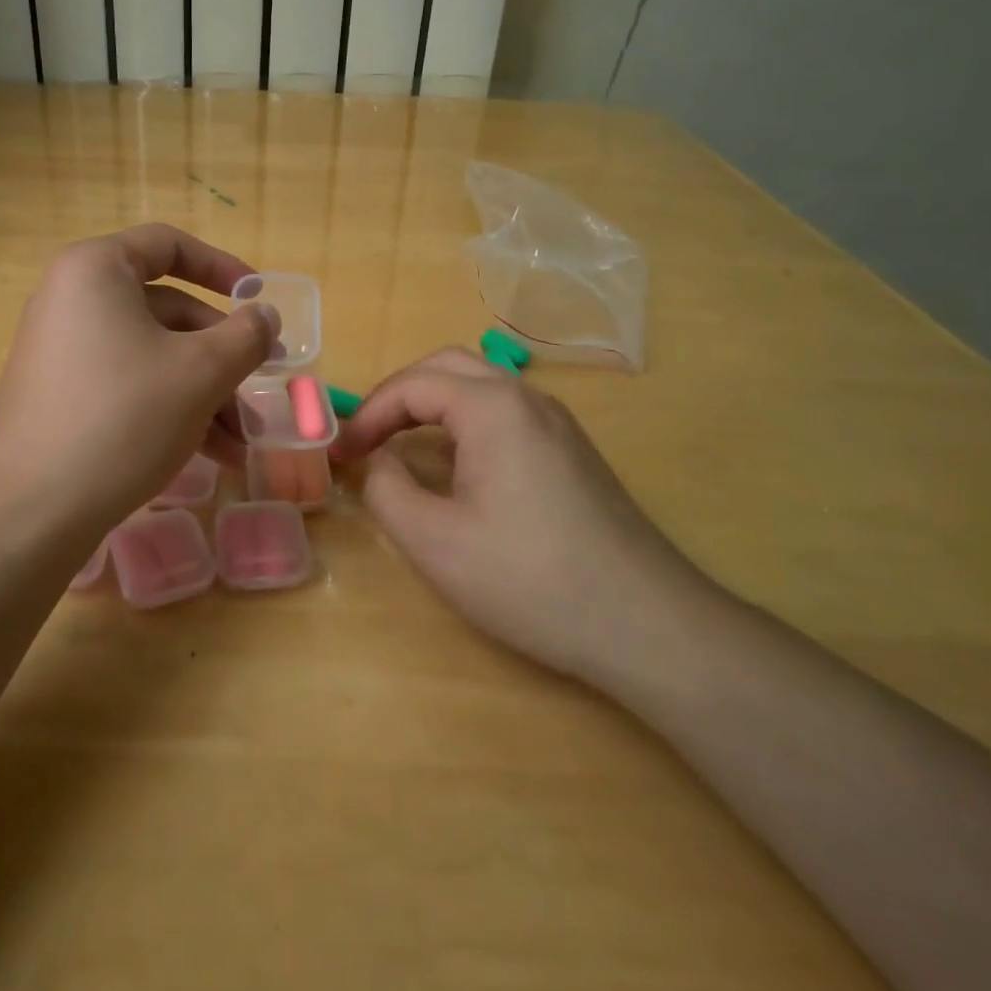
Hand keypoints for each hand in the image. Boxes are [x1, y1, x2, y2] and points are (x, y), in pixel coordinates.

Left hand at [0, 224, 275, 536]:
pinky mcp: (60, 394)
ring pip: (152, 354)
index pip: (169, 245)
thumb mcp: (201, 372)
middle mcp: (73, 299)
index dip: (222, 267)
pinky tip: (211, 454)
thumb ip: (245, 336)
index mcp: (97, 270)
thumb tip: (265, 316)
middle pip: (167, 310)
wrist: (30, 511)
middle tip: (259, 391)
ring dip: (204, 392)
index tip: (259, 300)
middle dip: (221, 356)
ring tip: (240, 442)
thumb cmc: (124, 417)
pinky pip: (127, 383)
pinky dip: (170, 408)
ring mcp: (62, 349)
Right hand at [332, 349, 712, 682]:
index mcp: (492, 407)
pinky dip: (464, 420)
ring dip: (432, 403)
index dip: (368, 414)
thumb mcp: (434, 542)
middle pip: (447, 366)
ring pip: (480, 385)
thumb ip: (387, 489)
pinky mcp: (572, 449)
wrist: (647, 624)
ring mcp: (557, 421)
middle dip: (398, 395)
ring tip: (400, 444)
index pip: (413, 384)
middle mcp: (527, 398)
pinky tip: (457, 464)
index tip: (343, 452)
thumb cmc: (530, 579)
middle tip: (367, 436)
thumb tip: (381, 461)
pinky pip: (505, 412)